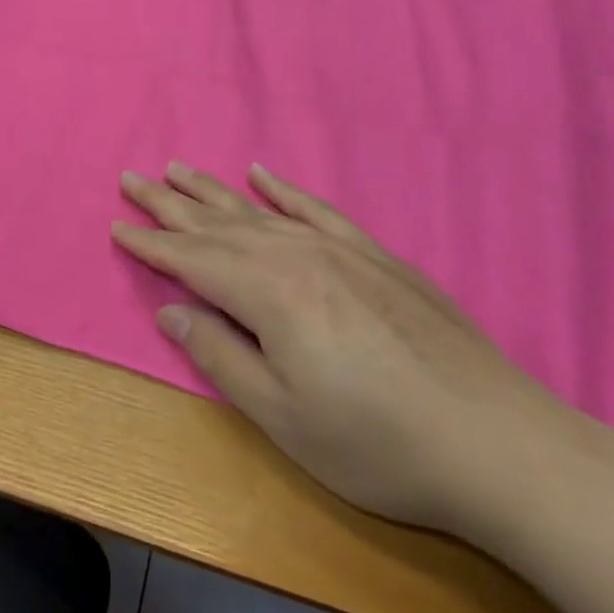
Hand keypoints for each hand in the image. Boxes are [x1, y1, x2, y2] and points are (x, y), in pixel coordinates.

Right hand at [112, 163, 572, 536]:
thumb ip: (220, 356)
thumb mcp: (283, 418)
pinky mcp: (373, 255)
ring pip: (257, 210)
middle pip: (217, 223)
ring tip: (178, 169)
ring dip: (213, 191)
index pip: (192, 260)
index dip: (151, 245)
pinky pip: (314, 209)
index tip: (116, 225)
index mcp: (269, 293)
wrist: (497, 443)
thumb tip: (171, 311)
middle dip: (169, 204)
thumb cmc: (378, 443)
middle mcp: (296, 255)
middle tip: (132, 178)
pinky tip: (261, 174)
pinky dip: (282, 189)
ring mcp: (338, 249)